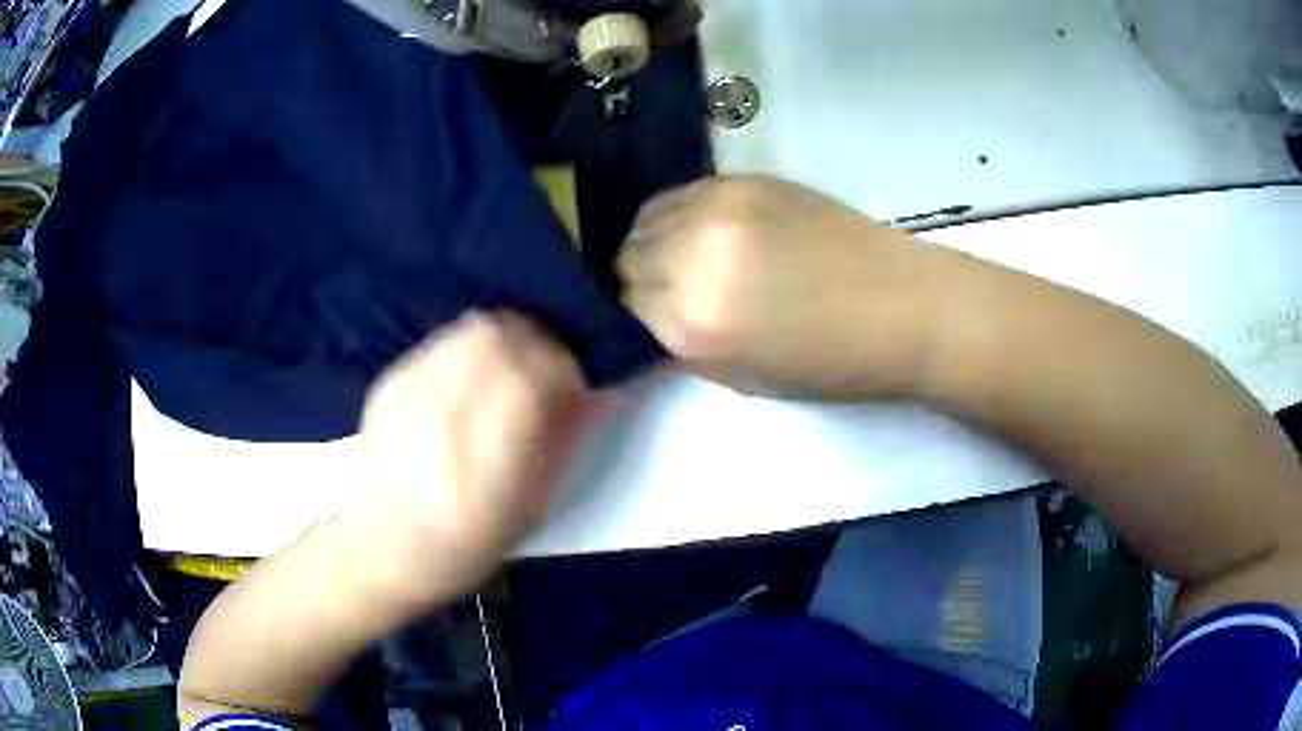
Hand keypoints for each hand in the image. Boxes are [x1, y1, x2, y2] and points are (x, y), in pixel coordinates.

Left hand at [357, 311, 587, 601]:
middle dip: (535, 343)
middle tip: (541, 370)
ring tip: (504, 371)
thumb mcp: (534, 504)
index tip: (572, 386)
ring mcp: (414, 386)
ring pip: (471, 329)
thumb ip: (563, 441)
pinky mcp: (390, 381)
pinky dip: (466, 351)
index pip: (542, 369)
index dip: (566, 369)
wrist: (392, 542)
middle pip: (503, 335)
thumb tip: (590, 394)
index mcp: (493, 445)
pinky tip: (464, 383)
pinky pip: (442, 343)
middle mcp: (450, 402)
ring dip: (501, 341)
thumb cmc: (474, 536)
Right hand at [618, 175, 944, 398]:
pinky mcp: (743, 181)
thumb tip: (654, 318)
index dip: (639, 313)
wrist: (902, 307)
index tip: (656, 316)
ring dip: (658, 241)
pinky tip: (714, 230)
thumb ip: (685, 347)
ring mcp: (718, 209)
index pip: (624, 304)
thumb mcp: (744, 380)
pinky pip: (683, 193)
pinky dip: (684, 214)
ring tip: (693, 255)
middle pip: (627, 256)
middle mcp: (691, 258)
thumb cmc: (832, 362)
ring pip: (647, 219)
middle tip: (675, 287)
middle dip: (643, 277)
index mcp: (692, 323)